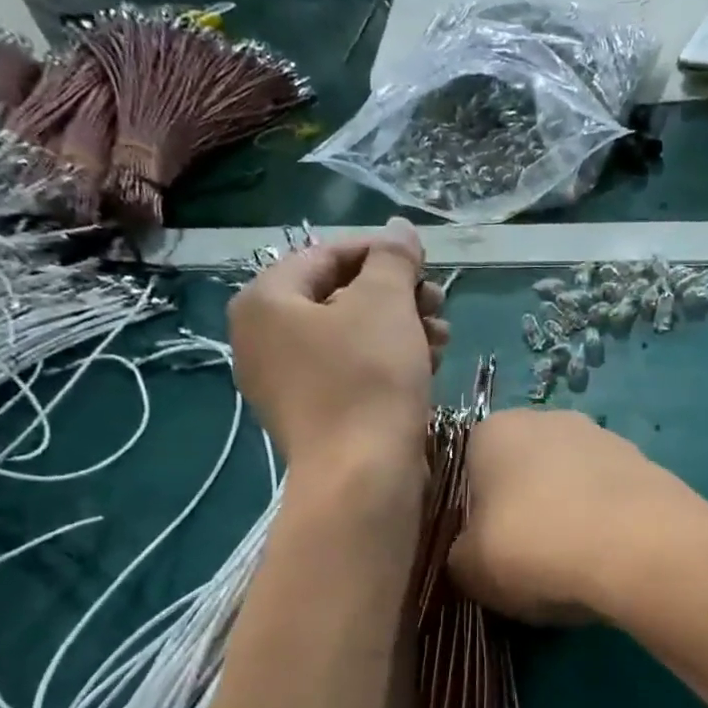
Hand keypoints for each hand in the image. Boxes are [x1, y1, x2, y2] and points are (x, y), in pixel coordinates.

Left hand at [228, 219, 448, 482]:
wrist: (362, 477)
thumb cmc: (368, 378)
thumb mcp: (385, 304)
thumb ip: (393, 259)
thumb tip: (400, 230)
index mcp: (264, 301)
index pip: (325, 255)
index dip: (379, 252)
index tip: (423, 261)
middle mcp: (264, 340)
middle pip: (339, 298)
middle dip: (396, 297)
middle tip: (438, 302)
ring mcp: (287, 384)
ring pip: (351, 339)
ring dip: (401, 330)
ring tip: (443, 337)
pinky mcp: (315, 417)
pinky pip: (351, 373)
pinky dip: (388, 364)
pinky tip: (429, 366)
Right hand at [448, 410, 691, 624]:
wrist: (639, 548)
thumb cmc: (535, 547)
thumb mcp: (470, 569)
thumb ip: (460, 556)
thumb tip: (473, 554)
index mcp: (494, 431)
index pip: (471, 469)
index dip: (477, 515)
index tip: (488, 551)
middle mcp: (549, 420)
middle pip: (525, 473)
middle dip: (526, 512)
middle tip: (531, 562)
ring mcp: (604, 438)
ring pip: (572, 486)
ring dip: (570, 518)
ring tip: (577, 568)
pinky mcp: (647, 464)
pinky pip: (612, 501)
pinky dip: (608, 526)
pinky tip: (612, 561)